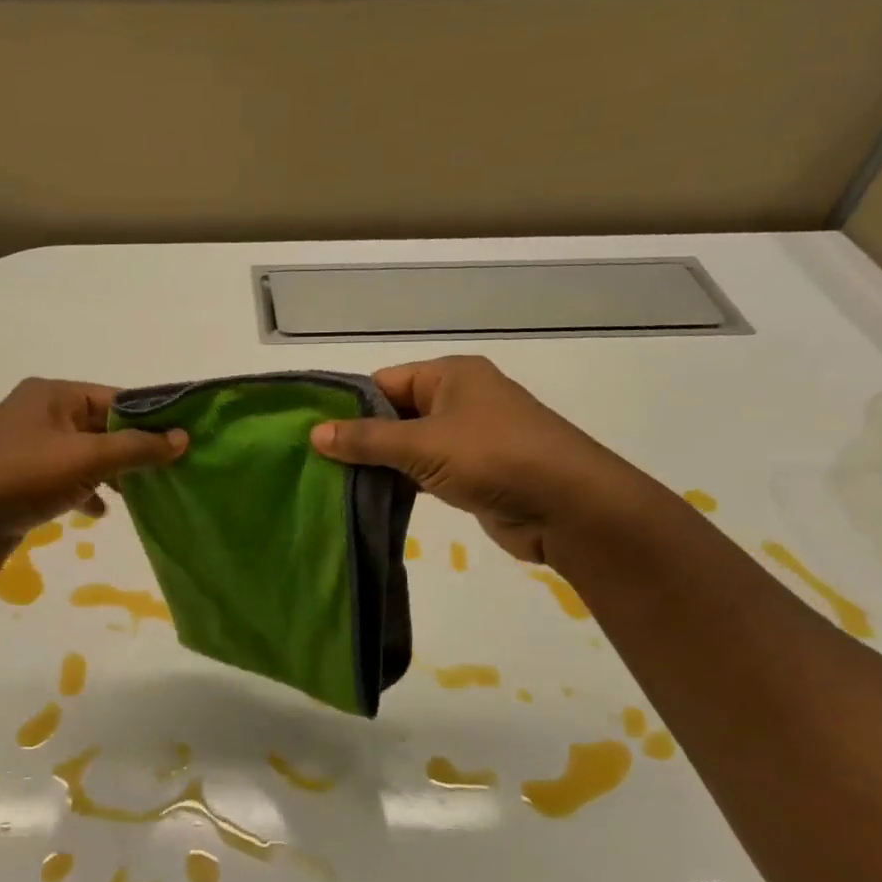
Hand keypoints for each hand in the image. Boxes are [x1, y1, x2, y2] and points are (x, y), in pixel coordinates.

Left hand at [0, 378, 186, 580]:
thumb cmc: (21, 478)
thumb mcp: (86, 459)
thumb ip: (137, 448)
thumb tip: (182, 437)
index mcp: (53, 395)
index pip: (116, 398)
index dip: (152, 419)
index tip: (184, 441)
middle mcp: (39, 414)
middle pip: (101, 426)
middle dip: (133, 449)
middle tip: (170, 471)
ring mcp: (27, 448)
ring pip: (84, 455)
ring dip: (111, 473)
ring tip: (142, 495)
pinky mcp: (19, 480)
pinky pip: (64, 479)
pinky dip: (85, 491)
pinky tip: (99, 512)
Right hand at [310, 355, 656, 564]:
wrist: (569, 506)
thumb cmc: (494, 457)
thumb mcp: (422, 444)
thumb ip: (367, 439)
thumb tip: (314, 434)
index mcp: (450, 375)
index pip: (384, 382)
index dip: (348, 406)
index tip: (312, 434)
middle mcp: (459, 399)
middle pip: (395, 412)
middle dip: (361, 438)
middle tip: (316, 464)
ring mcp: (469, 437)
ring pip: (409, 444)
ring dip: (381, 463)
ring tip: (334, 483)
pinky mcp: (475, 471)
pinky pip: (427, 470)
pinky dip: (403, 481)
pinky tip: (371, 498)